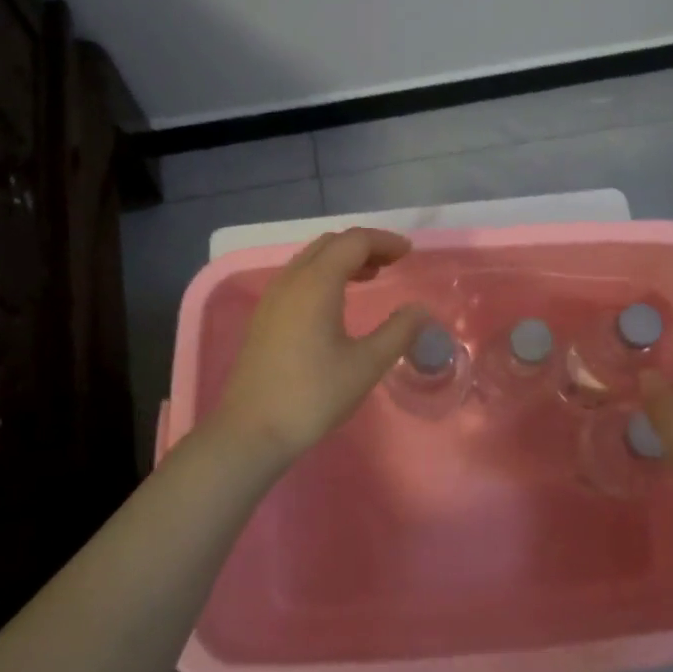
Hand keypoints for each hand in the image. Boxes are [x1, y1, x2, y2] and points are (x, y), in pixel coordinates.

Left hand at [211, 228, 427, 460]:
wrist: (251, 430)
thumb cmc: (312, 395)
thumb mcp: (366, 365)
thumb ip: (399, 331)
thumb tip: (421, 310)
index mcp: (316, 283)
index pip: (354, 241)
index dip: (384, 241)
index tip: (408, 253)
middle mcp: (291, 279)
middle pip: (330, 243)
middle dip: (363, 246)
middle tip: (392, 263)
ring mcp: (273, 297)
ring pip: (311, 258)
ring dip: (342, 259)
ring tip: (370, 277)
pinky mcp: (264, 315)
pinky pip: (298, 277)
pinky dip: (324, 274)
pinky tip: (337, 301)